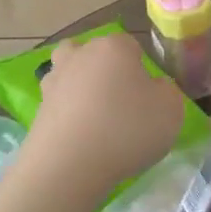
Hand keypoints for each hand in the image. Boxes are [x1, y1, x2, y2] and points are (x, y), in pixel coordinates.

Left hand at [27, 32, 183, 192]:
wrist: (69, 165)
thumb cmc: (127, 129)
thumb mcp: (171, 109)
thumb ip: (166, 91)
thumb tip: (152, 88)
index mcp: (113, 47)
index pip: (131, 46)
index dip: (141, 68)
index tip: (147, 95)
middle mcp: (80, 55)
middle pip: (94, 54)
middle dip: (105, 71)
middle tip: (120, 102)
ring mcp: (54, 81)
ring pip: (70, 74)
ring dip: (80, 89)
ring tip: (96, 118)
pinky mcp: (38, 109)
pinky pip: (59, 104)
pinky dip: (68, 115)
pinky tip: (80, 137)